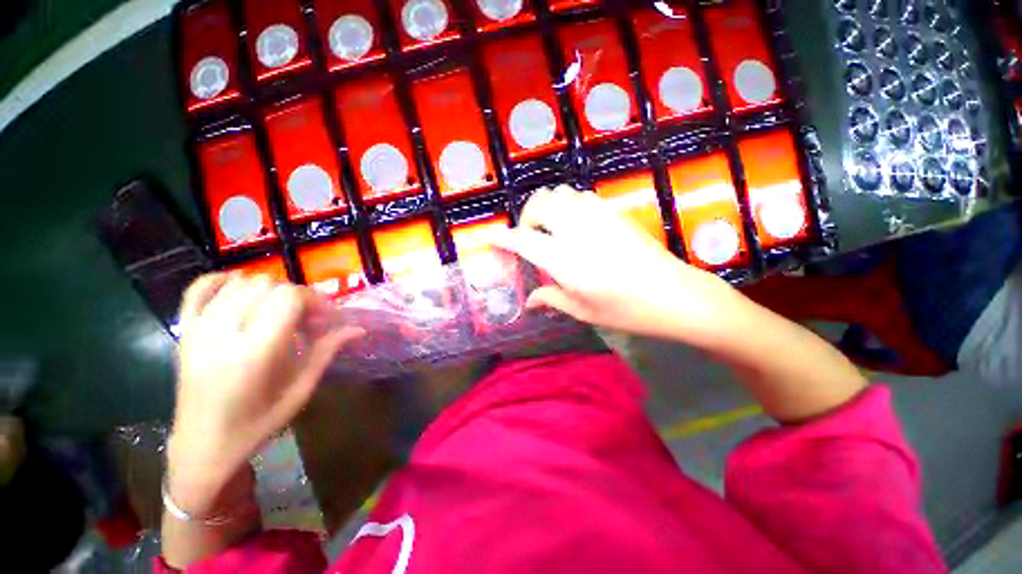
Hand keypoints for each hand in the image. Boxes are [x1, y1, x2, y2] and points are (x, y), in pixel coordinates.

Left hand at [167, 273, 360, 514]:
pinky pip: (200, 287)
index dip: (315, 300)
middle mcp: (224, 332)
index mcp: (256, 351)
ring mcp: (199, 328)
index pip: (289, 297)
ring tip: (278, 314)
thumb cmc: (258, 423)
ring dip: (268, 291)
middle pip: (267, 284)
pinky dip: (224, 281)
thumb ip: (326, 352)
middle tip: (305, 320)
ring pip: (240, 282)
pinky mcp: (185, 330)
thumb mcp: (300, 390)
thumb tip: (358, 329)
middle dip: (295, 296)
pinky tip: (241, 292)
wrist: (203, 445)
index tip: (326, 318)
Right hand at [490, 186, 743, 344]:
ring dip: (549, 208)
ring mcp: (598, 217)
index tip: (490, 237)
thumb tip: (530, 302)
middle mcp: (577, 231)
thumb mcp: (582, 310)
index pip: (523, 241)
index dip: (503, 238)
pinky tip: (576, 226)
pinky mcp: (614, 213)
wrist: (673, 294)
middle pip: (541, 204)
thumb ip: (551, 298)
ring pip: (562, 194)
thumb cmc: (625, 310)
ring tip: (553, 229)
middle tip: (531, 237)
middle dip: (528, 216)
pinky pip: (582, 197)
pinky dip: (569, 206)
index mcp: (565, 259)